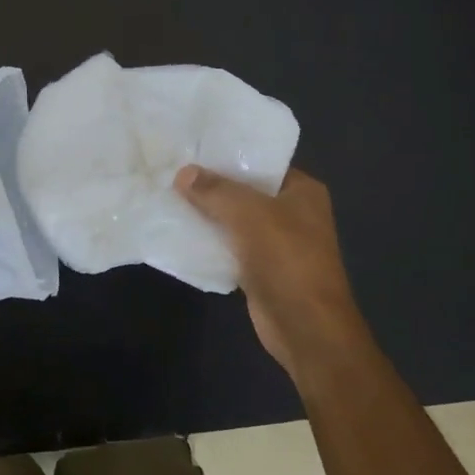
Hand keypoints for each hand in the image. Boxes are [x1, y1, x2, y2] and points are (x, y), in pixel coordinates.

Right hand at [175, 165, 372, 390]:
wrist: (306, 328)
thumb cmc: (287, 259)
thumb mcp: (250, 214)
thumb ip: (215, 190)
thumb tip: (183, 173)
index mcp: (302, 191)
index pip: (261, 161)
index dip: (228, 153)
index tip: (192, 146)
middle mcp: (292, 212)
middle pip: (245, 190)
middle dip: (211, 184)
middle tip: (172, 169)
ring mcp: (276, 242)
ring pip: (234, 219)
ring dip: (206, 212)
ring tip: (168, 194)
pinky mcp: (260, 268)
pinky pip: (228, 245)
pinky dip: (208, 240)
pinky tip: (178, 229)